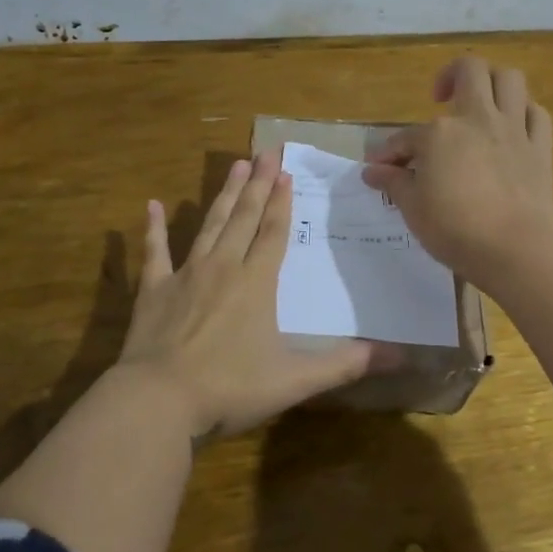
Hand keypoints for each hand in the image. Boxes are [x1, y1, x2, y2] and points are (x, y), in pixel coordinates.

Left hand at [115, 148, 383, 439]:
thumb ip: (346, 364)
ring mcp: (186, 275)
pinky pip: (155, 252)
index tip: (286, 172)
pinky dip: (153, 229)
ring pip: (209, 225)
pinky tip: (152, 205)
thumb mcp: (296, 380)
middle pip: (244, 218)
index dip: (282, 202)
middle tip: (265, 151)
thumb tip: (400, 356)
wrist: (159, 400)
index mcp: (257, 283)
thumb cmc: (231, 387)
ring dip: (224, 195)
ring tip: (235, 166)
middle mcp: (223, 267)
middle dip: (258, 184)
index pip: (274, 232)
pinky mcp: (154, 290)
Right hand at [361, 56, 552, 292]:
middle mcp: (478, 118)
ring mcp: (514, 130)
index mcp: (440, 133)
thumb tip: (373, 171)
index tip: (380, 169)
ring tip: (480, 101)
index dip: (390, 153)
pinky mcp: (540, 148)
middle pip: (470, 71)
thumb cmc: (454, 229)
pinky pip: (537, 114)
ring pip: (510, 79)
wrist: (514, 249)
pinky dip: (523, 113)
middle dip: (451, 76)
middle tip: (441, 97)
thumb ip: (393, 182)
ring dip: (493, 82)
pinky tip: (512, 126)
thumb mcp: (412, 208)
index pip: (406, 137)